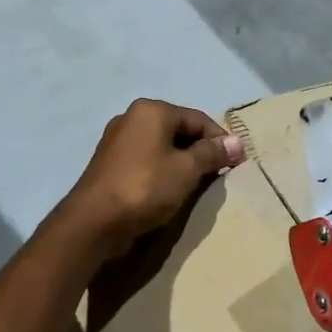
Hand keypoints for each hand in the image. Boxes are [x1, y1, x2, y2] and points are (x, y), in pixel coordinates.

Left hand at [59, 99, 244, 261]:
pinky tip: (170, 189)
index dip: (220, 140)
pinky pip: (146, 159)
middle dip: (201, 151)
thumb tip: (238, 142)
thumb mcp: (187, 170)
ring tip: (197, 184)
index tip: (236, 163)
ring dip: (182, 162)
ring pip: (162, 146)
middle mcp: (132, 117)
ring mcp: (117, 140)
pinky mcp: (109, 162)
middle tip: (218, 174)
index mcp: (152, 110)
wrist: (94, 221)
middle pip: (179, 130)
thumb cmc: (145, 187)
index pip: (198, 119)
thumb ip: (213, 154)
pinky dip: (162, 169)